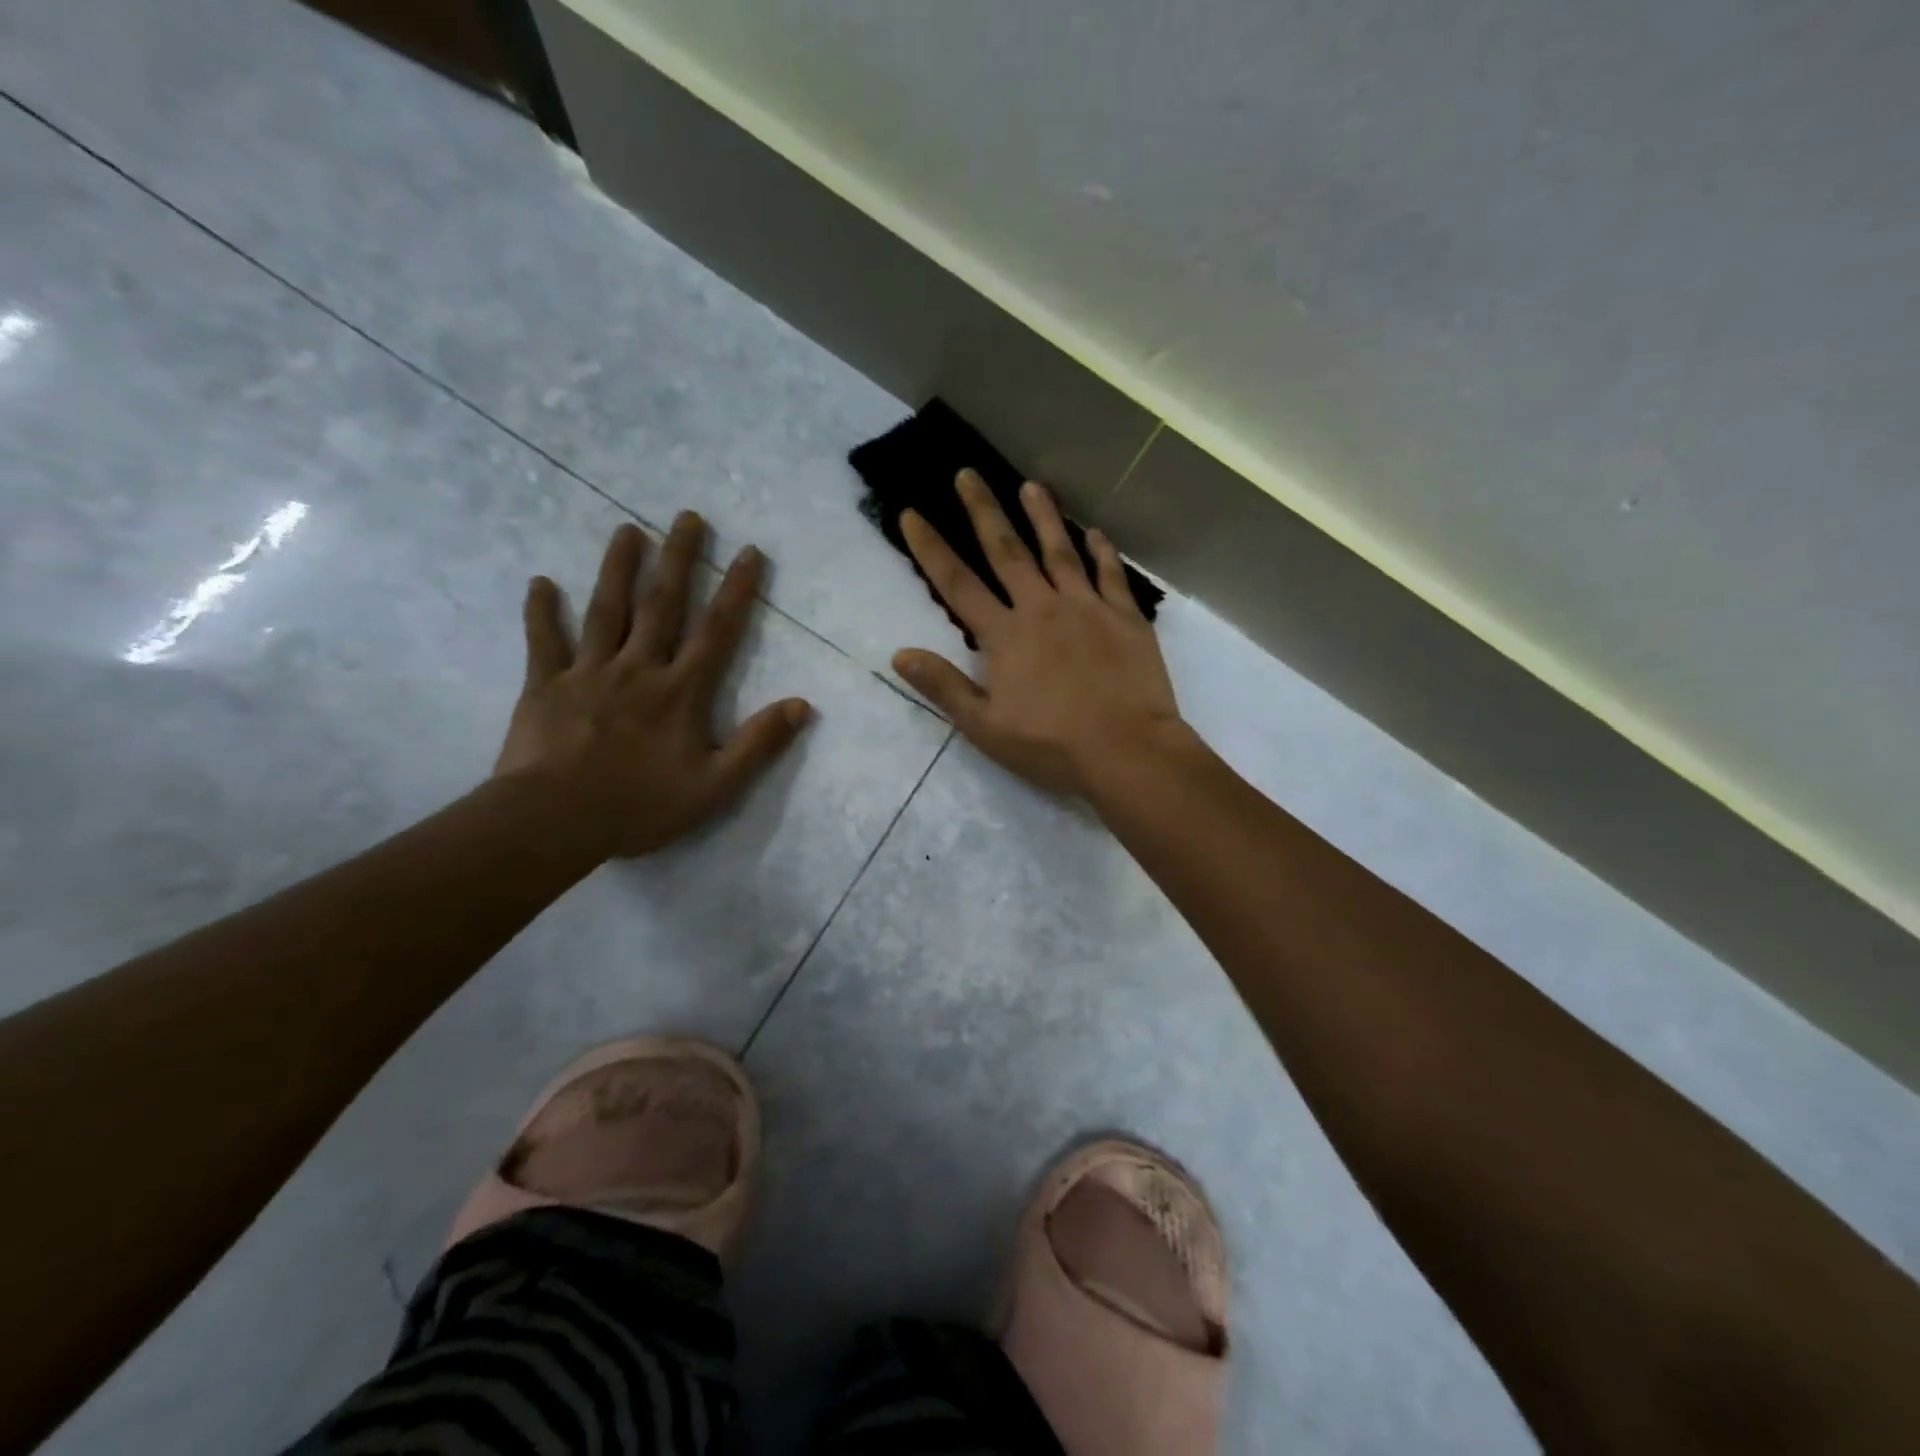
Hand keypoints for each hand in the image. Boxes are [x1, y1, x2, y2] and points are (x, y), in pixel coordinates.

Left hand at [495, 513, 811, 857]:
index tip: (749, 551)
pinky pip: (545, 642)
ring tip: (627, 530)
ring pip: (607, 611)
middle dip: (679, 559)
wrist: (554, 821)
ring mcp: (589, 673)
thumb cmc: (640, 806)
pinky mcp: (546, 686)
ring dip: (618, 569)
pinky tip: (541, 583)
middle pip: (662, 605)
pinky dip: (542, 612)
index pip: (717, 631)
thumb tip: (802, 705)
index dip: (736, 590)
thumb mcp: (716, 786)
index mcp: (681, 691)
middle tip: (687, 516)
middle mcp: (639, 669)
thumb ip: (759, 743)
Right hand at [891, 470, 1181, 796]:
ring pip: (1060, 551)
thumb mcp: (985, 727)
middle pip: (1007, 552)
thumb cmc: (1051, 745)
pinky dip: (1101, 552)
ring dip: (1043, 516)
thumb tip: (900, 654)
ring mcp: (1087, 608)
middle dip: (984, 511)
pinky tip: (1095, 533)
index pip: (958, 584)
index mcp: (1005, 636)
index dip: (931, 548)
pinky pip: (1110, 575)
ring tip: (1031, 485)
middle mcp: (1042, 609)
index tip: (911, 513)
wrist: (1127, 751)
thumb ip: (944, 686)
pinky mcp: (1125, 618)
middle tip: (969, 474)